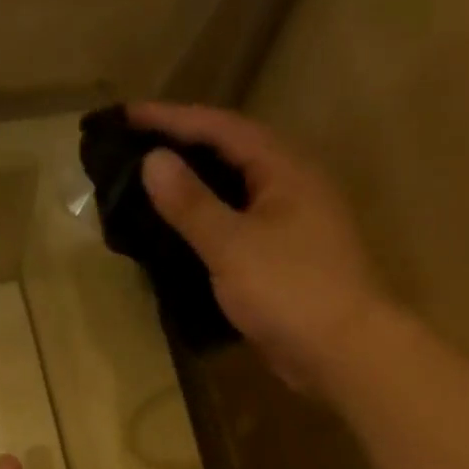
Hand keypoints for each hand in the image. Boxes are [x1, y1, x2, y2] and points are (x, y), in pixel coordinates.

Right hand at [131, 102, 388, 393]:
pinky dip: (207, 228)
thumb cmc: (290, 290)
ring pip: (234, 194)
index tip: (125, 117)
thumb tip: (153, 160)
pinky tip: (180, 239)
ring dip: (194, 190)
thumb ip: (191, 203)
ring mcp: (291, 225)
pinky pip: (238, 230)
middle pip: (229, 154)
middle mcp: (291, 186)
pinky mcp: (285, 261)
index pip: (220, 127)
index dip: (171, 119)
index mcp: (284, 168)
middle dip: (182, 150)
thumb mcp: (233, 244)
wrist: (342, 352)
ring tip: (148, 191)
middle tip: (133, 152)